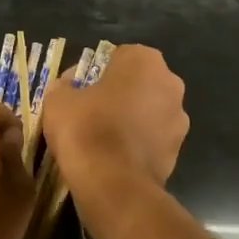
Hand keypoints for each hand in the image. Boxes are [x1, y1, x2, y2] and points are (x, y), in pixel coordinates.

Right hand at [41, 45, 188, 190]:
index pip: (120, 56)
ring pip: (149, 111)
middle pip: (139, 83)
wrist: (112, 183)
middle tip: (91, 111)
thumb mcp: (58, 99)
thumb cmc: (86, 128)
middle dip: (120, 93)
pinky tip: (115, 157)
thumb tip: (70, 86)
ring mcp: (179, 119)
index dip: (98, 71)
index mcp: (145, 62)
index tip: (81, 89)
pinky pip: (152, 139)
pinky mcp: (178, 151)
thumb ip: (65, 85)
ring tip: (103, 138)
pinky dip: (137, 144)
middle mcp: (170, 84)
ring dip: (132, 119)